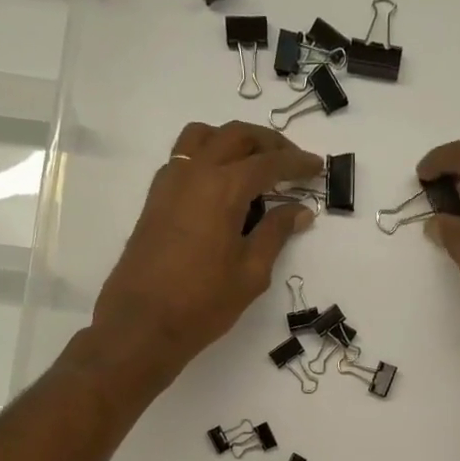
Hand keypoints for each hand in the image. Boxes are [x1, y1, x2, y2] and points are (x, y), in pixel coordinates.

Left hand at [91, 121, 319, 382]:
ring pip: (203, 137)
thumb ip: (276, 233)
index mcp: (223, 189)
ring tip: (254, 163)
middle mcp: (194, 173)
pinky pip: (184, 157)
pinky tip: (222, 184)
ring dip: (233, 140)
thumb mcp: (251, 273)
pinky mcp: (155, 198)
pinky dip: (208, 155)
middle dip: (268, 142)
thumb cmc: (203, 303)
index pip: (268, 163)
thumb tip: (300, 211)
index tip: (317, 167)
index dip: (296, 163)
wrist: (142, 324)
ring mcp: (169, 182)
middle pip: (235, 136)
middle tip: (291, 161)